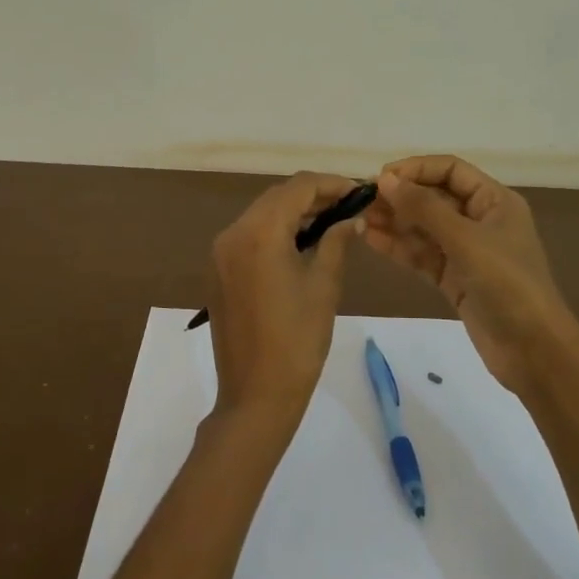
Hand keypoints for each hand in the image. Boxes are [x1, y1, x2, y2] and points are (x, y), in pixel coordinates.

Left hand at [208, 173, 360, 425]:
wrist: (256, 395)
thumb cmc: (298, 339)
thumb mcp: (324, 285)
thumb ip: (337, 241)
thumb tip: (351, 218)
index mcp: (259, 232)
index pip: (299, 187)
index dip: (332, 184)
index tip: (360, 191)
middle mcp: (232, 233)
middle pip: (277, 197)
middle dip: (313, 196)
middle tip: (348, 208)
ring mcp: (220, 253)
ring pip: (262, 215)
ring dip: (294, 213)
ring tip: (331, 224)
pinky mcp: (218, 271)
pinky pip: (249, 236)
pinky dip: (276, 231)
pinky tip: (301, 245)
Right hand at [364, 156, 578, 395]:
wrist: (534, 350)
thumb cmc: (507, 284)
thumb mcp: (465, 240)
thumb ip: (424, 208)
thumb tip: (385, 179)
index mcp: (494, 201)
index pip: (450, 170)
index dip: (416, 169)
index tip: (381, 178)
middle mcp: (480, 220)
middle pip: (434, 197)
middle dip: (400, 197)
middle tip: (363, 203)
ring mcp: (467, 251)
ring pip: (424, 228)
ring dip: (395, 222)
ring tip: (360, 221)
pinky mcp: (455, 279)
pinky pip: (422, 255)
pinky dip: (399, 247)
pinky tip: (372, 241)